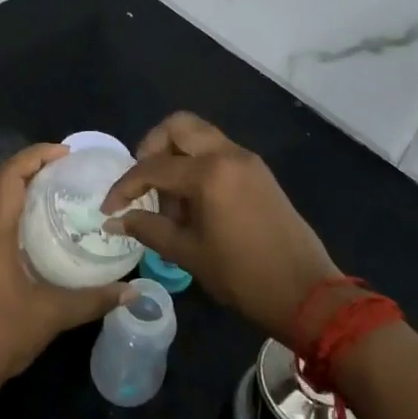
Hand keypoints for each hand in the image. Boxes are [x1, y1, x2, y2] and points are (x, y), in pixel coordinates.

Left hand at [0, 143, 133, 396]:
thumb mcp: (53, 314)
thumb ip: (94, 299)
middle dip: (26, 166)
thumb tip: (132, 292)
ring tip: (43, 190)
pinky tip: (22, 225)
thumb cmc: (1, 334)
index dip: (36, 156)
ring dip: (10, 184)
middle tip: (60, 170)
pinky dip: (0, 204)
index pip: (10, 175)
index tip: (65, 154)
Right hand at [101, 112, 343, 344]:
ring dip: (176, 155)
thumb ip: (148, 229)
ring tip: (170, 201)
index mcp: (209, 173)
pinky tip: (194, 203)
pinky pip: (218, 152)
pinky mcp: (258, 171)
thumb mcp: (189, 254)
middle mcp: (228, 154)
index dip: (124, 187)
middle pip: (178, 126)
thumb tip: (114, 220)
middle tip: (143, 182)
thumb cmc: (244, 276)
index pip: (152, 167)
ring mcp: (247, 160)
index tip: (109, 208)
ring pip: (200, 135)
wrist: (308, 293)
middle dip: (152, 148)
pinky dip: (198, 164)